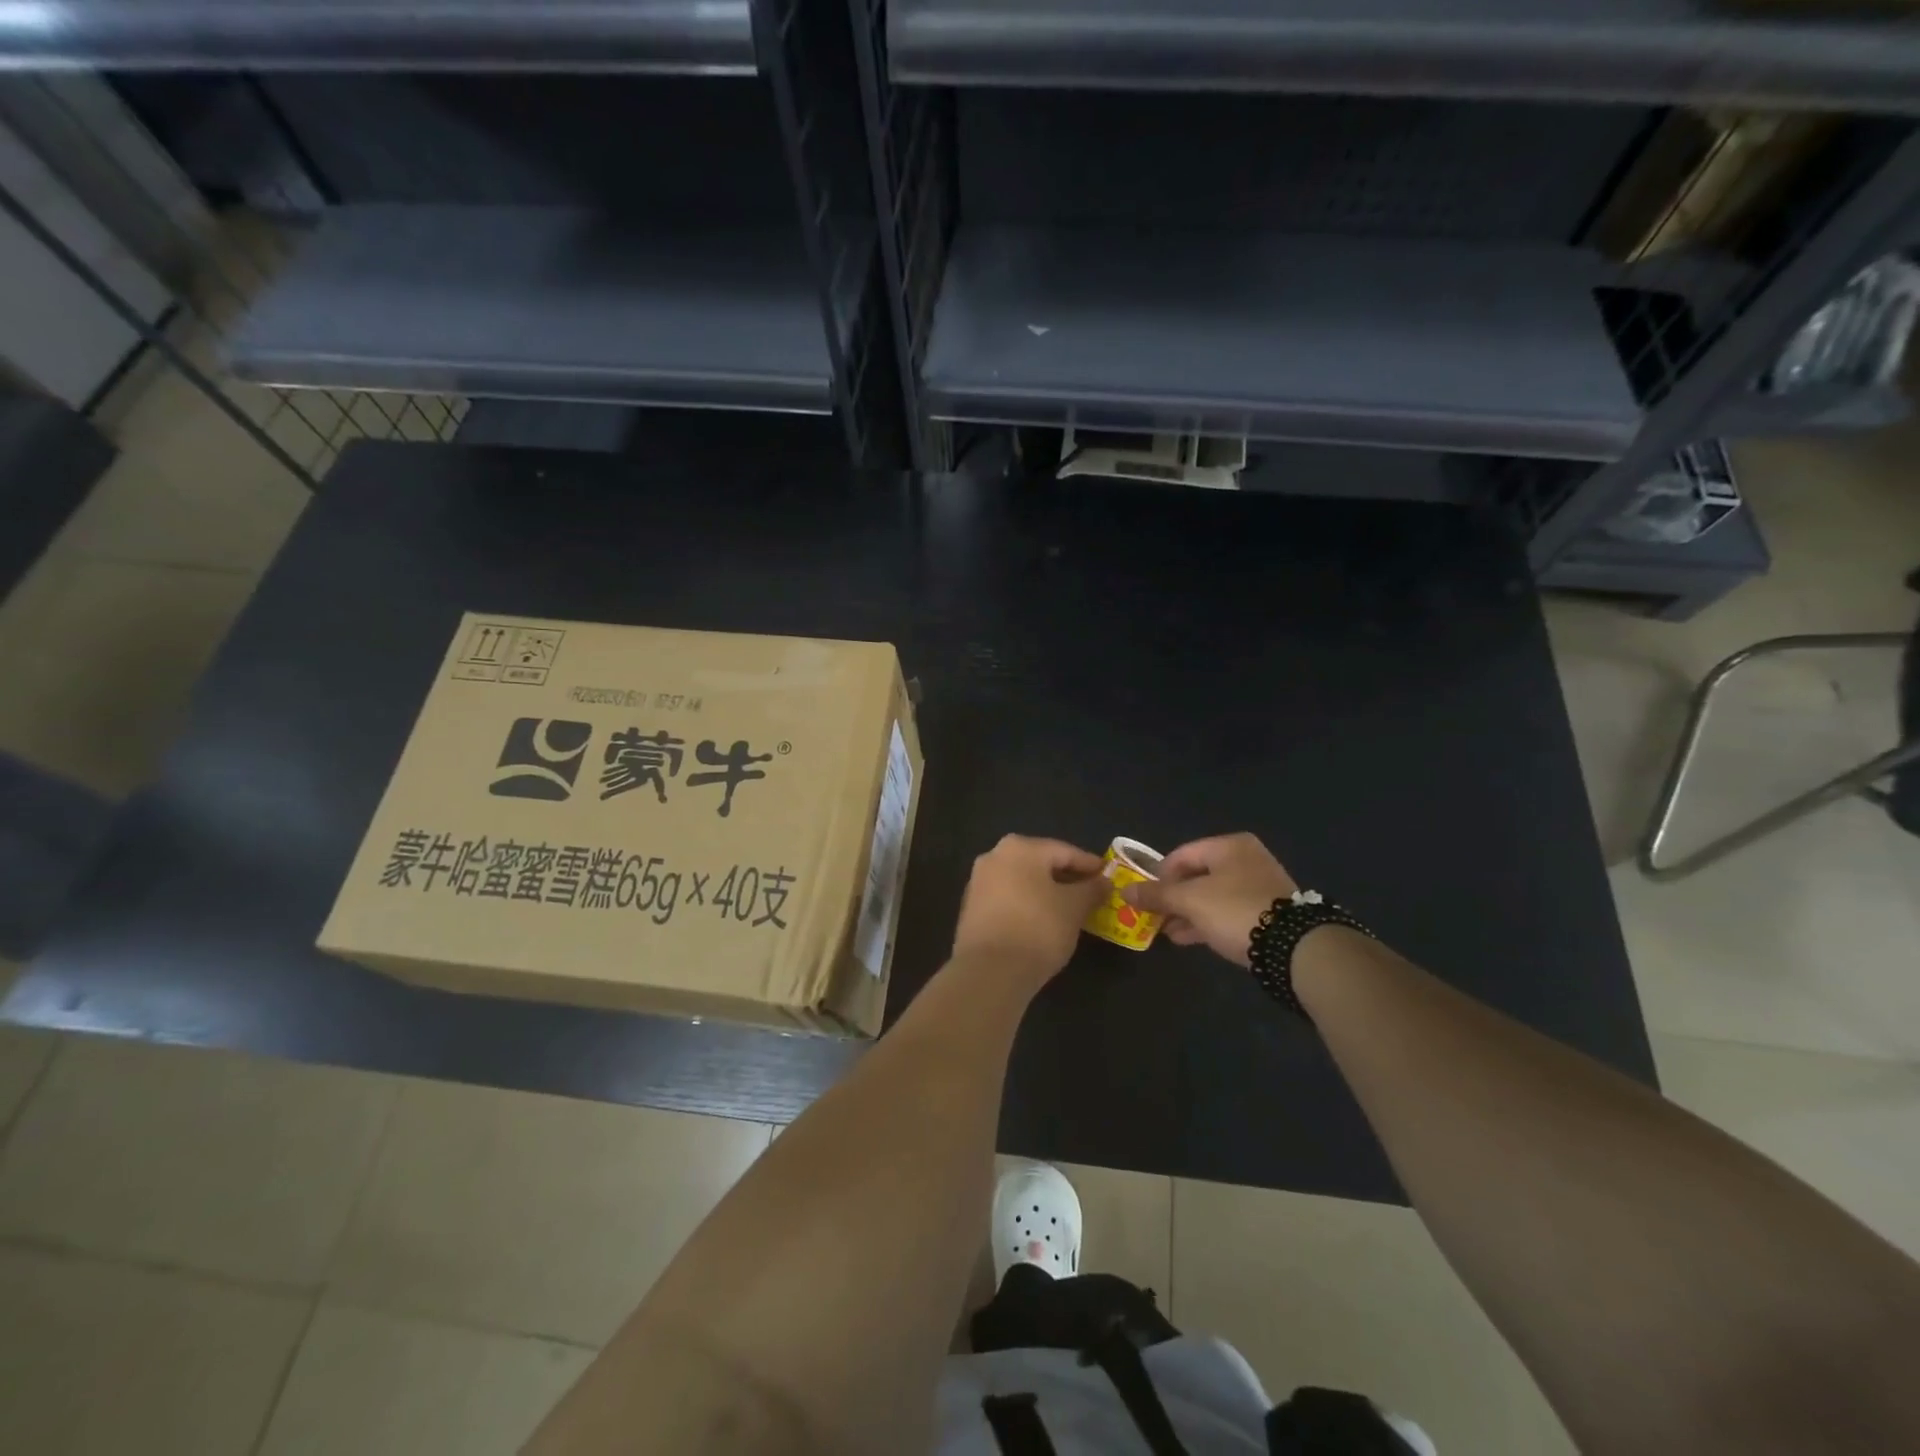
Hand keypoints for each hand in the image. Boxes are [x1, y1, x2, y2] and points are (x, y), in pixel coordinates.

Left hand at [952, 835, 1107, 982]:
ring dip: (1046, 893)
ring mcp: (978, 883)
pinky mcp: (971, 909)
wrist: (990, 971)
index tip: (1108, 877)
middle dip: (1067, 878)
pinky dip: (1027, 906)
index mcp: (1020, 847)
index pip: (1064, 851)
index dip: (1090, 865)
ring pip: (1023, 882)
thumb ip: (1091, 890)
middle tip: (1091, 894)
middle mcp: (994, 856)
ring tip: (1069, 911)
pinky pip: (1008, 899)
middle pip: (1040, 864)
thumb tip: (1103, 881)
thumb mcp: (1074, 908)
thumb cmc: (1038, 928)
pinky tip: (1042, 923)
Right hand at [1119, 833, 1296, 966]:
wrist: (1294, 947)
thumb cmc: (1235, 910)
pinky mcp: (1267, 912)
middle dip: (1173, 898)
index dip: (1159, 877)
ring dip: (1187, 912)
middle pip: (1196, 875)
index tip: (1146, 899)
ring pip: (1211, 896)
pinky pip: (1227, 911)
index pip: (1181, 855)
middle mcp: (1246, 859)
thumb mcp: (1189, 901)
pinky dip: (1206, 921)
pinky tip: (1188, 938)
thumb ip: (1156, 895)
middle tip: (1154, 917)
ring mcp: (1259, 886)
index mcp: (1229, 846)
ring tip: (1167, 932)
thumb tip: (1124, 891)